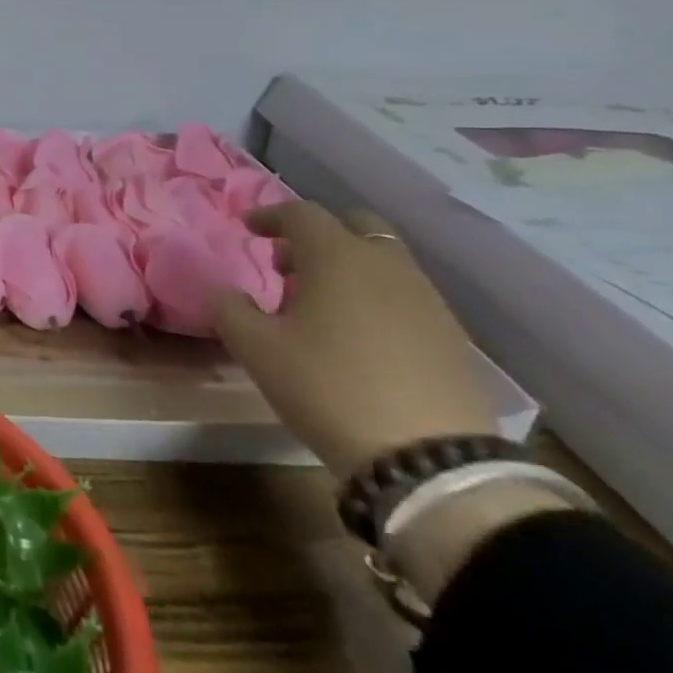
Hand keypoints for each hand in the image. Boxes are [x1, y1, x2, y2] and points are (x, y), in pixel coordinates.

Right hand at [211, 201, 498, 477]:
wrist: (428, 458)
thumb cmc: (326, 386)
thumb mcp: (254, 347)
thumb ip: (228, 307)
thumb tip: (222, 290)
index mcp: (337, 257)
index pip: (302, 213)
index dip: (270, 215)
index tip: (247, 228)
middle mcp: (387, 266)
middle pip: (353, 226)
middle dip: (316, 236)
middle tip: (285, 264)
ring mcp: (427, 300)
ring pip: (383, 261)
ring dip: (346, 266)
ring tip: (316, 303)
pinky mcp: (450, 336)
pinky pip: (404, 294)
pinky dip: (374, 295)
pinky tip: (355, 333)